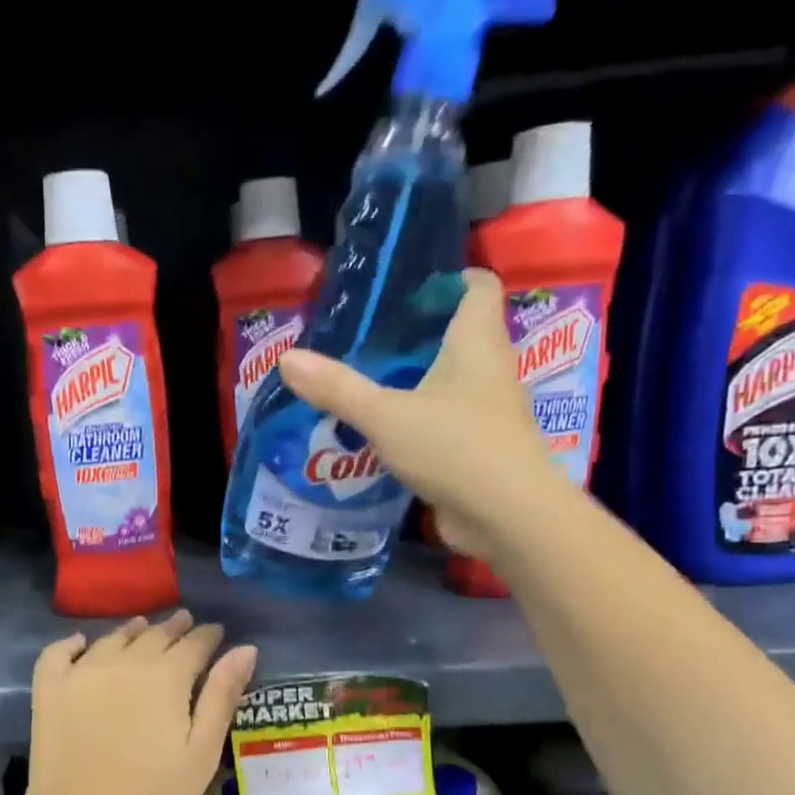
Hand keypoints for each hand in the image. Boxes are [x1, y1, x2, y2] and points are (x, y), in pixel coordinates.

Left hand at [21, 612, 256, 794]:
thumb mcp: (201, 752)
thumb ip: (222, 696)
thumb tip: (245, 648)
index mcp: (166, 676)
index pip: (194, 643)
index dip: (208, 635)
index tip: (216, 631)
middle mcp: (124, 661)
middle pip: (154, 635)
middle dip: (173, 627)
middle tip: (184, 621)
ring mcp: (82, 672)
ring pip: (112, 638)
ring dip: (132, 630)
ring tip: (142, 626)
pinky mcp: (49, 689)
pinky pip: (59, 652)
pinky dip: (73, 642)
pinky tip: (82, 643)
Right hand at [278, 269, 557, 554]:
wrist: (507, 517)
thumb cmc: (455, 448)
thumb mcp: (385, 415)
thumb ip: (337, 388)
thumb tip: (286, 359)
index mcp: (477, 344)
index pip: (479, 288)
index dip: (451, 278)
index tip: (410, 285)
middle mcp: (489, 371)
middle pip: (460, 335)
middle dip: (419, 332)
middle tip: (370, 335)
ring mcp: (487, 413)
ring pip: (449, 381)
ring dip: (414, 379)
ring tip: (365, 379)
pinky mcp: (477, 449)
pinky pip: (443, 420)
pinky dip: (415, 418)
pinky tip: (380, 430)